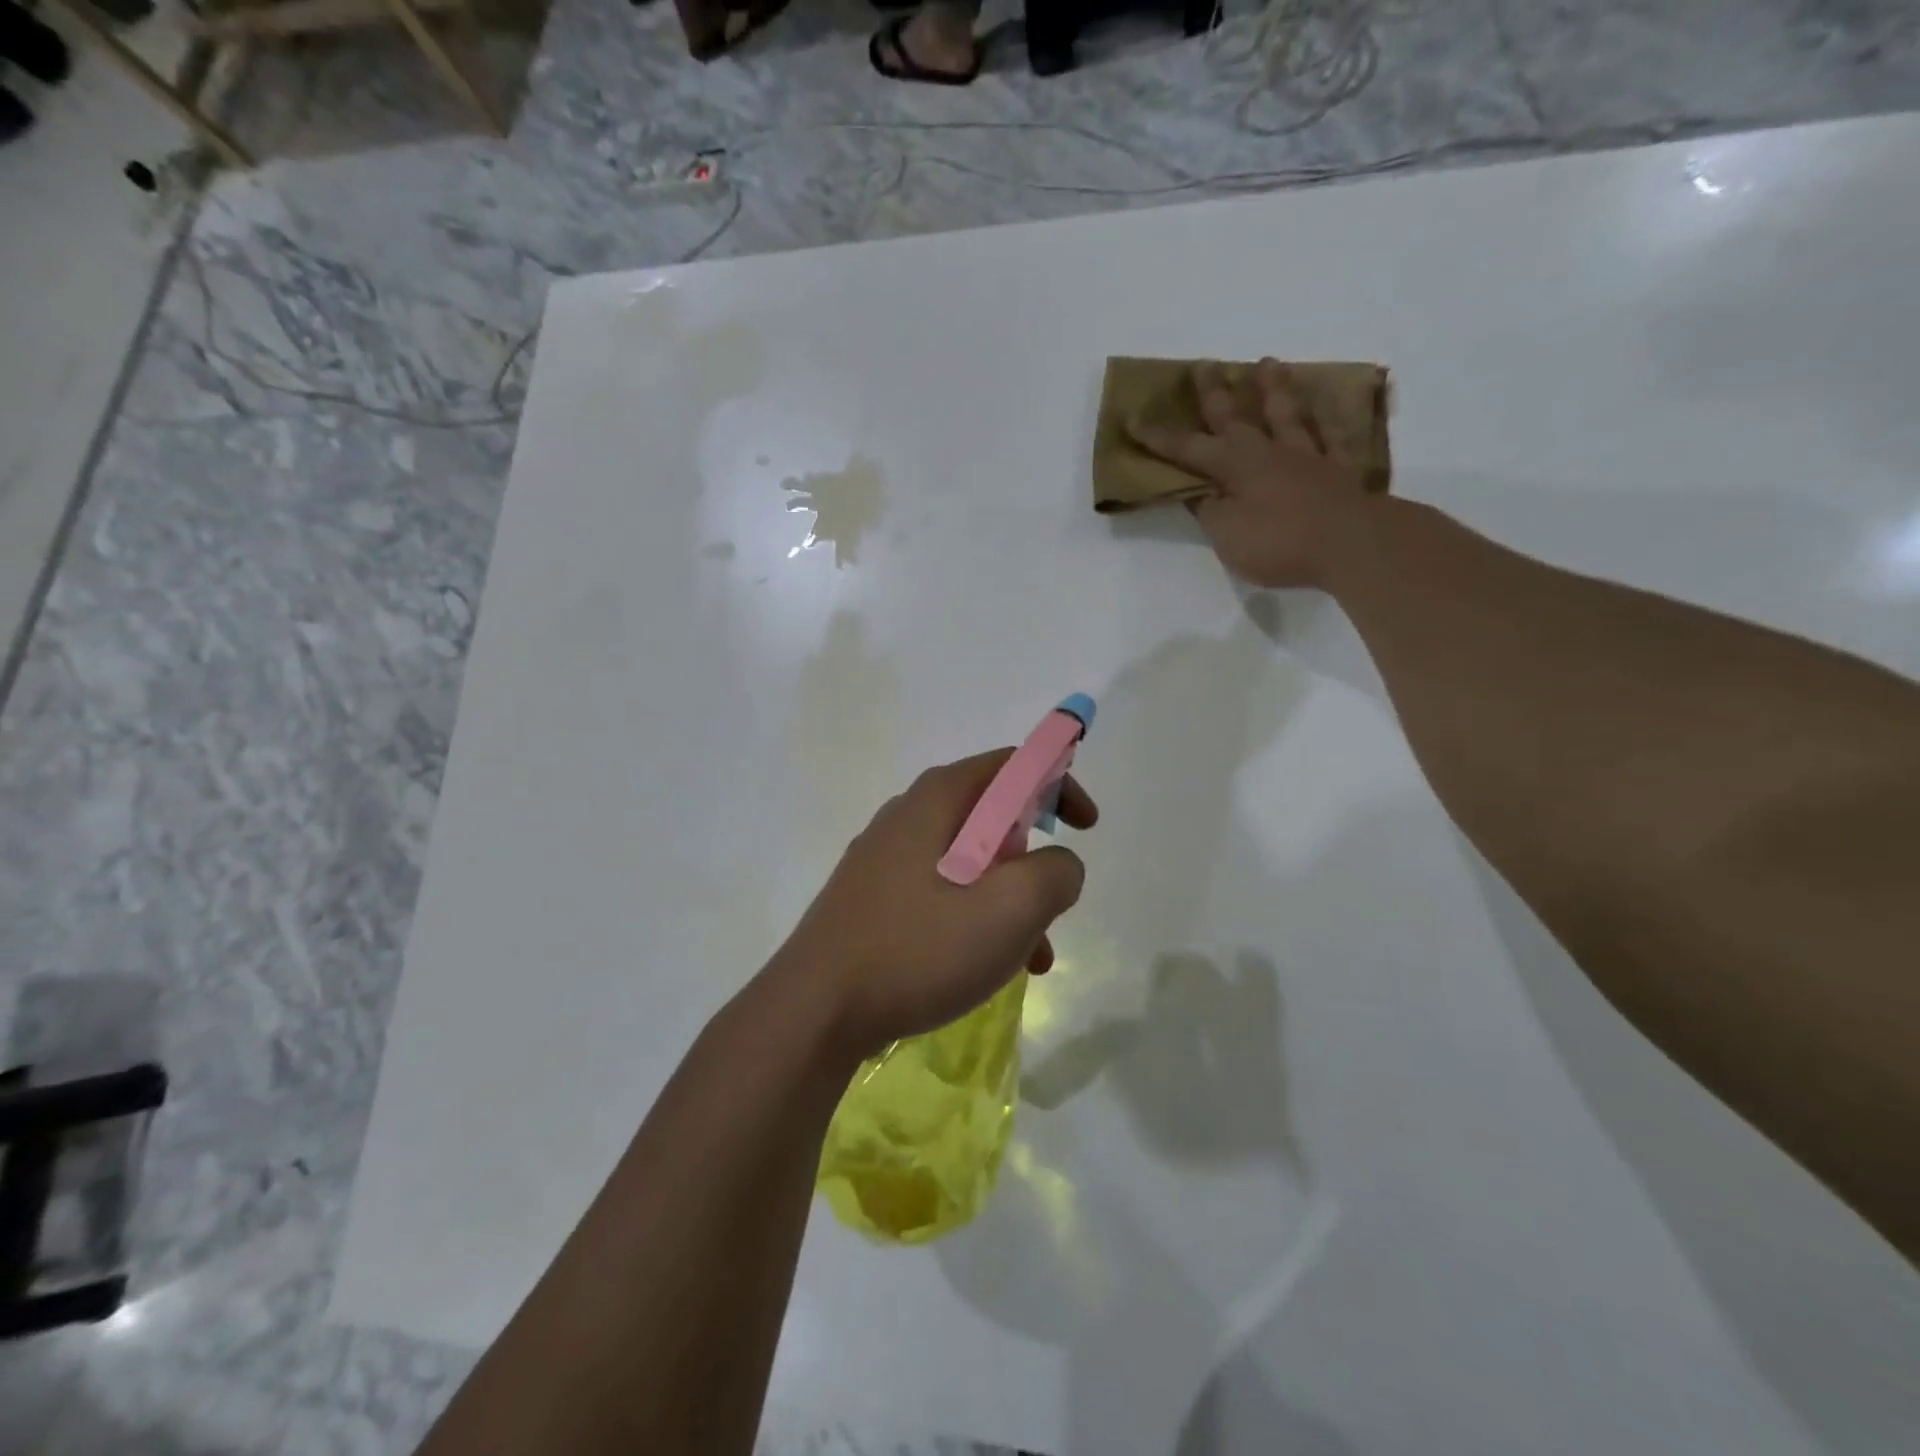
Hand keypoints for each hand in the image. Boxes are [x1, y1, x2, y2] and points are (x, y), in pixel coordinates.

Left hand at [769, 751, 1097, 1061]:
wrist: (816, 1010)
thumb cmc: (918, 949)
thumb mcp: (1010, 910)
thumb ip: (1055, 874)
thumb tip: (1059, 865)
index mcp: (939, 799)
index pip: (1013, 765)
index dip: (1060, 785)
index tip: (1086, 827)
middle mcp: (908, 814)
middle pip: (993, 816)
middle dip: (1034, 859)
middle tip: (1052, 904)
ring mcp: (885, 857)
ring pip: (970, 862)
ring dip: (1009, 901)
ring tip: (1030, 958)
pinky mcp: (873, 897)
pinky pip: (941, 892)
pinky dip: (975, 917)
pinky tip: (985, 968)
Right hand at [1130, 358, 1372, 589]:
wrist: (1353, 544)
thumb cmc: (1280, 542)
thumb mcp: (1228, 535)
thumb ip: (1210, 512)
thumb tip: (1198, 493)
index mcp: (1235, 467)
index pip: (1188, 449)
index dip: (1160, 437)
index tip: (1134, 419)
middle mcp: (1269, 452)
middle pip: (1236, 417)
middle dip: (1215, 393)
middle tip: (1203, 365)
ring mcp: (1307, 458)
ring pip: (1286, 414)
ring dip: (1273, 388)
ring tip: (1267, 362)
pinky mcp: (1339, 471)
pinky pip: (1331, 437)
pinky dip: (1327, 419)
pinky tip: (1325, 407)